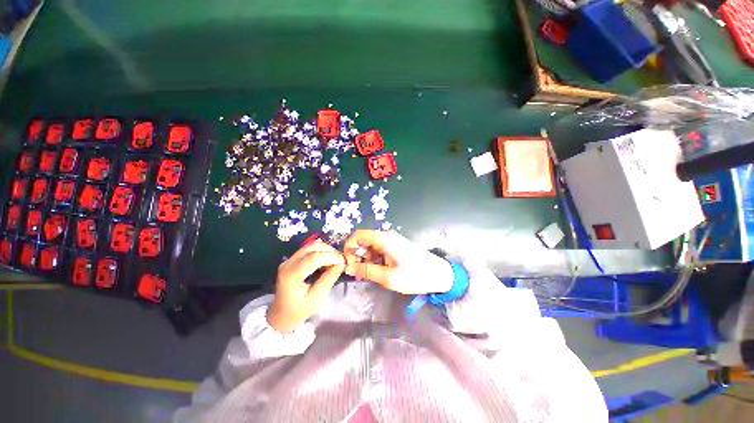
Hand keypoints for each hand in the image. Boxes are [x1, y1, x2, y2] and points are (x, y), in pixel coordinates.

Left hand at [268, 241, 345, 332]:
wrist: (281, 314)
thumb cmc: (299, 310)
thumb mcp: (317, 298)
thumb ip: (329, 279)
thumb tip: (342, 264)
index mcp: (292, 275)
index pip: (314, 258)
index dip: (331, 257)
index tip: (344, 261)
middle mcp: (288, 263)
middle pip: (313, 248)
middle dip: (330, 251)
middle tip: (341, 260)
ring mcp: (288, 260)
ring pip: (311, 245)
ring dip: (326, 249)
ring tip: (335, 259)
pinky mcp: (291, 259)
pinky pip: (308, 248)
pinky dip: (320, 250)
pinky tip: (327, 259)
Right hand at [343, 230, 453, 294]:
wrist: (440, 275)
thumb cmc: (415, 276)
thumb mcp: (389, 277)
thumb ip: (367, 271)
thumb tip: (349, 267)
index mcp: (384, 239)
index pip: (358, 235)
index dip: (349, 247)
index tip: (348, 264)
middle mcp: (386, 236)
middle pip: (363, 240)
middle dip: (357, 256)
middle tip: (357, 274)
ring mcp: (392, 241)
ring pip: (370, 246)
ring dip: (365, 259)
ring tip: (366, 276)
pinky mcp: (395, 247)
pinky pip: (379, 250)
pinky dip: (373, 260)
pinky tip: (376, 272)